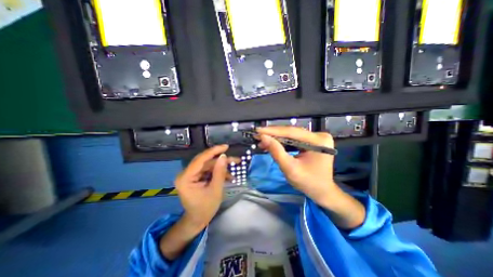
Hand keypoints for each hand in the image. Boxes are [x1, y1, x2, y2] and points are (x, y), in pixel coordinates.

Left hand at [175, 145, 237, 229]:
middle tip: (234, 159)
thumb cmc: (205, 208)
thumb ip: (220, 172)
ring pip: (208, 165)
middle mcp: (186, 174)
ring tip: (234, 167)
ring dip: (221, 166)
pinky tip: (228, 175)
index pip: (200, 159)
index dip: (214, 151)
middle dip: (221, 160)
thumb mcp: (215, 190)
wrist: (197, 220)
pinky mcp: (196, 177)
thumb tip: (224, 156)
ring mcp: (191, 175)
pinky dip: (218, 171)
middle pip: (205, 161)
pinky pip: (208, 170)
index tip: (226, 147)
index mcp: (186, 178)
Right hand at [257, 127, 336, 202]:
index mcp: (318, 141)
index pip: (292, 132)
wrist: (322, 191)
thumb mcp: (290, 168)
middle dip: (273, 135)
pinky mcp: (312, 141)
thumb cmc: (308, 183)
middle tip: (258, 135)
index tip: (258, 130)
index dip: (273, 131)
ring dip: (276, 138)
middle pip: (291, 132)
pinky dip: (282, 142)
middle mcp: (319, 135)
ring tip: (262, 140)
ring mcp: (316, 138)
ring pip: (291, 135)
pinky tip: (272, 143)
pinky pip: (294, 139)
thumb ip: (276, 152)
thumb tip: (263, 137)